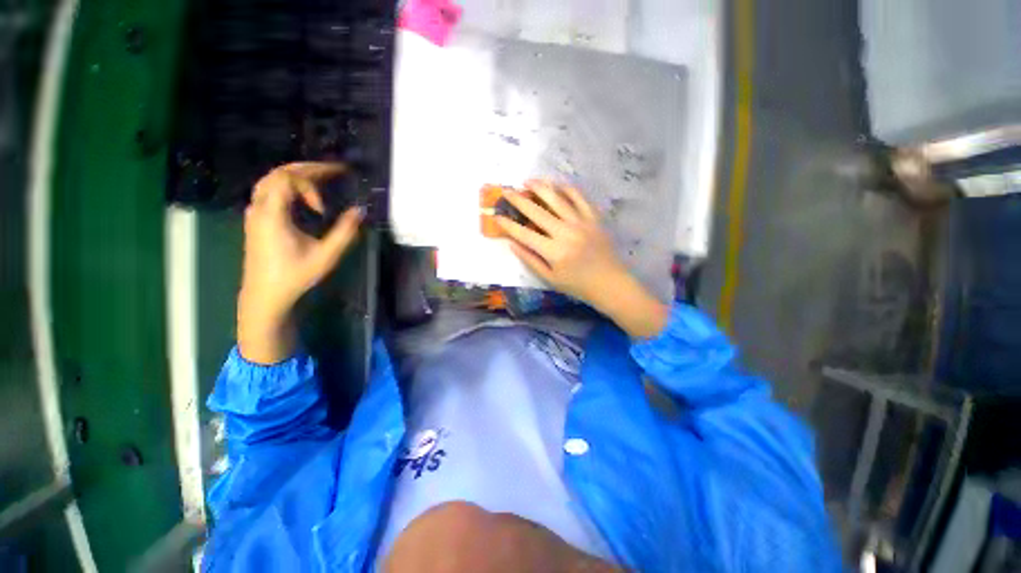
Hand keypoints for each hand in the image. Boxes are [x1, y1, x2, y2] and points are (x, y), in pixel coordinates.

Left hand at [238, 162, 362, 362]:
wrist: (265, 296)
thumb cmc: (295, 276)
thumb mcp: (326, 256)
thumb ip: (345, 232)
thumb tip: (360, 210)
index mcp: (272, 214)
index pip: (288, 179)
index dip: (311, 184)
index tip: (325, 209)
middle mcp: (259, 208)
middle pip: (278, 173)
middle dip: (307, 169)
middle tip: (333, 170)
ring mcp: (255, 213)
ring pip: (271, 180)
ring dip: (296, 175)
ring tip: (320, 177)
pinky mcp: (257, 220)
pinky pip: (269, 191)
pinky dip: (287, 185)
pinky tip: (302, 195)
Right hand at [496, 180, 667, 337]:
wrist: (610, 283)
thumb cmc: (577, 285)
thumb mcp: (550, 278)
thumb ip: (530, 260)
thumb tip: (512, 244)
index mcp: (554, 251)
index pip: (524, 234)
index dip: (508, 225)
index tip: (496, 216)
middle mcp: (566, 233)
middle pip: (537, 211)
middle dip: (518, 200)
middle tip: (506, 191)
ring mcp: (582, 223)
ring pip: (558, 199)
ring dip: (540, 187)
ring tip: (528, 181)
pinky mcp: (594, 218)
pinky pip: (580, 198)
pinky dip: (567, 189)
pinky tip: (557, 184)